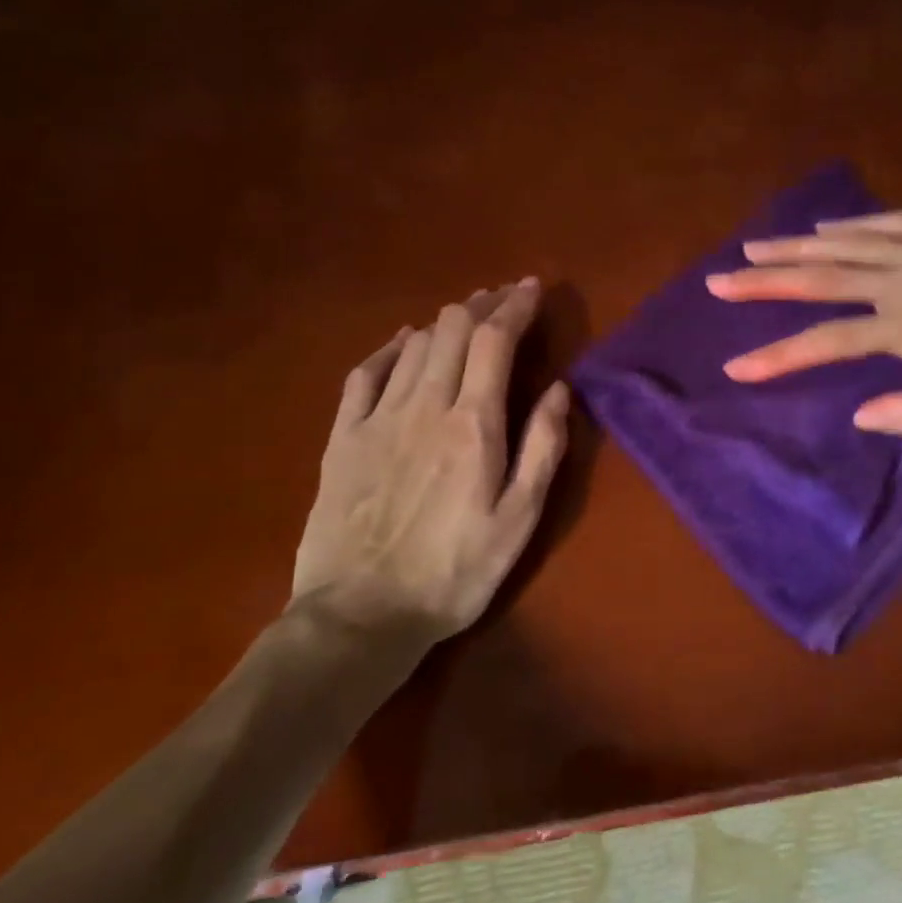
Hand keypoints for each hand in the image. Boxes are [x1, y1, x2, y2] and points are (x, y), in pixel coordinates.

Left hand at [291, 279, 569, 646]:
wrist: (361, 614)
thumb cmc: (454, 572)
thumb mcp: (519, 520)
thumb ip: (542, 449)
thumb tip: (559, 389)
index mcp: (473, 424)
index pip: (494, 340)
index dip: (515, 306)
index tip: (532, 287)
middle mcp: (424, 406)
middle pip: (452, 330)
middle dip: (483, 304)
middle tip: (504, 299)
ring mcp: (376, 418)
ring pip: (413, 345)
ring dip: (444, 323)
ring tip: (466, 318)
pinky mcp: (342, 438)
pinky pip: (364, 373)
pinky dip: (390, 349)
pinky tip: (402, 342)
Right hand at [706, 211, 901, 433]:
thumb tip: (858, 417)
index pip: (826, 342)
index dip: (778, 355)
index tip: (736, 366)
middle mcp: (901, 282)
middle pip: (819, 279)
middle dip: (764, 282)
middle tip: (719, 281)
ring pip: (844, 244)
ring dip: (793, 246)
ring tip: (751, 248)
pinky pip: (886, 222)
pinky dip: (849, 223)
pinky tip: (824, 226)